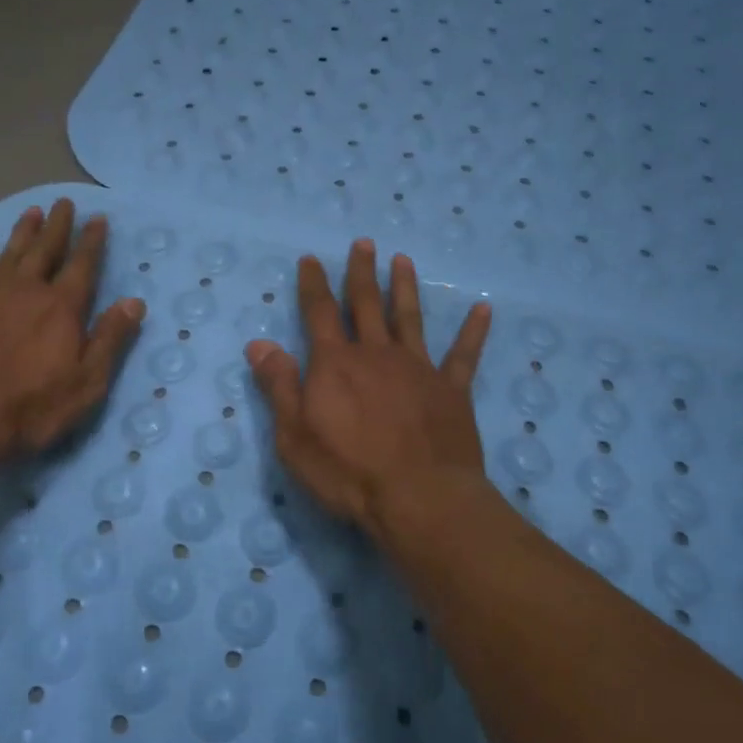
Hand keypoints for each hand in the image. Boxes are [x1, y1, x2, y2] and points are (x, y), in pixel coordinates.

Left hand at [0, 199, 145, 461]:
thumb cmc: (30, 407)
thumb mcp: (86, 382)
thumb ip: (110, 339)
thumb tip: (135, 302)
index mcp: (62, 307)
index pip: (82, 265)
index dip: (92, 241)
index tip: (98, 218)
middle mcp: (27, 290)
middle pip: (46, 249)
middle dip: (58, 226)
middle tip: (64, 202)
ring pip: (11, 253)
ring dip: (23, 231)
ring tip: (32, 211)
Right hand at [245, 239, 491, 540]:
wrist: (419, 498)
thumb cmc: (348, 472)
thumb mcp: (295, 436)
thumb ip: (279, 386)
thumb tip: (258, 343)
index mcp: (336, 364)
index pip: (319, 313)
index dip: (314, 284)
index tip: (312, 259)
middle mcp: (377, 355)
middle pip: (366, 304)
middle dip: (361, 272)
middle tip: (364, 243)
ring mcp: (418, 369)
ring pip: (409, 318)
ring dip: (404, 288)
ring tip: (403, 260)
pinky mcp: (452, 390)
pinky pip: (464, 355)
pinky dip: (473, 331)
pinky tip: (483, 308)